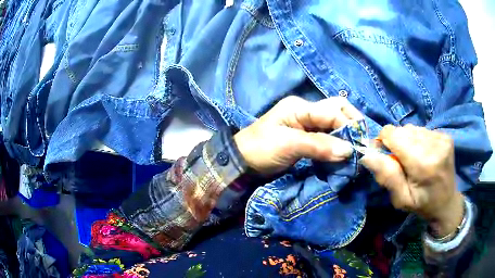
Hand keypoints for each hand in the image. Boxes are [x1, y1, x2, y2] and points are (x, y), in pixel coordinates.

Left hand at [234, 96, 362, 175]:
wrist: (243, 161)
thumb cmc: (261, 149)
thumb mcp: (289, 145)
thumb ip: (320, 146)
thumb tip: (349, 150)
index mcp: (300, 107)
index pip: (332, 111)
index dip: (348, 125)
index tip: (359, 145)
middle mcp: (306, 111)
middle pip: (336, 110)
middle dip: (351, 124)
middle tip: (360, 142)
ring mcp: (307, 124)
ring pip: (334, 123)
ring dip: (345, 134)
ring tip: (355, 148)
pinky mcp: (307, 137)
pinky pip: (327, 136)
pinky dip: (337, 143)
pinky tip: (343, 151)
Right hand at [360, 125, 463, 236]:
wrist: (447, 203)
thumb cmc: (422, 205)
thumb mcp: (401, 200)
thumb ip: (387, 176)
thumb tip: (367, 155)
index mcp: (424, 164)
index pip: (394, 134)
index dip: (384, 141)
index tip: (384, 155)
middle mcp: (435, 145)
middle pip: (403, 130)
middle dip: (396, 143)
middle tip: (401, 162)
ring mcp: (442, 138)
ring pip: (412, 128)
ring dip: (407, 141)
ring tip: (413, 159)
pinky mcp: (445, 135)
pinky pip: (422, 130)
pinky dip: (418, 140)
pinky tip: (423, 154)